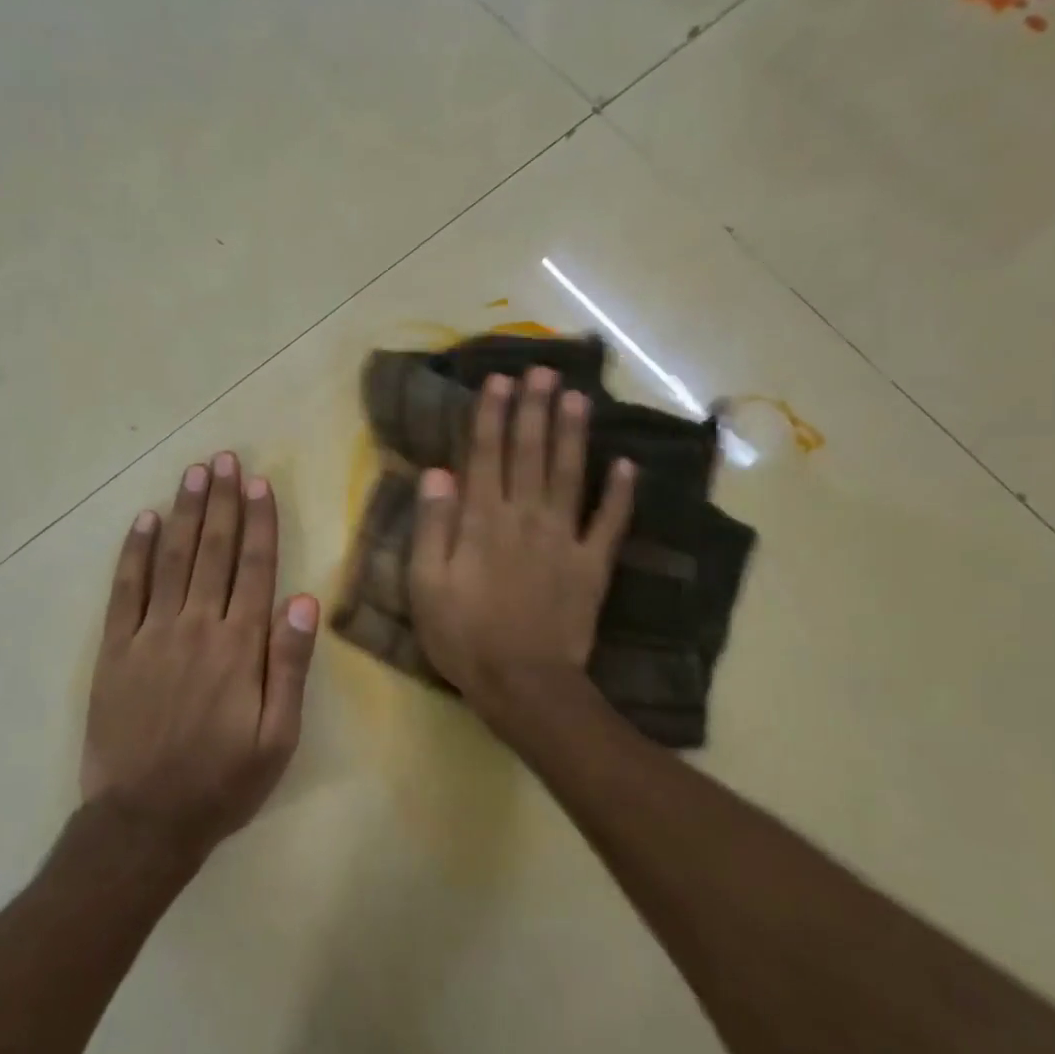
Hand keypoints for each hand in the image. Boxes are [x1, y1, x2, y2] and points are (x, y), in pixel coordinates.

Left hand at [83, 452, 319, 863]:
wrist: (144, 820)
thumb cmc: (222, 781)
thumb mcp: (278, 736)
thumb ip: (289, 665)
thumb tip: (302, 599)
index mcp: (239, 645)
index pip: (254, 567)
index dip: (258, 521)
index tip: (258, 482)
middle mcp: (195, 626)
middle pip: (212, 550)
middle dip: (221, 501)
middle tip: (224, 459)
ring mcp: (150, 634)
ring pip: (170, 558)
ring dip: (184, 512)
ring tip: (193, 473)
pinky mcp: (114, 649)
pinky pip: (124, 589)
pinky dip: (133, 551)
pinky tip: (142, 520)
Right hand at [408, 369, 633, 726]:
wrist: (523, 683)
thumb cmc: (464, 636)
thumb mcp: (426, 585)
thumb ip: (432, 527)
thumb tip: (437, 473)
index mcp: (483, 521)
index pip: (486, 455)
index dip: (491, 415)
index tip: (498, 380)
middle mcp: (525, 517)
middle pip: (530, 453)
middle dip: (534, 409)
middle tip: (542, 370)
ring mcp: (564, 539)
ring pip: (569, 475)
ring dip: (573, 434)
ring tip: (577, 396)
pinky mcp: (592, 565)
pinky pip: (610, 523)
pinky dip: (620, 494)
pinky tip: (628, 465)